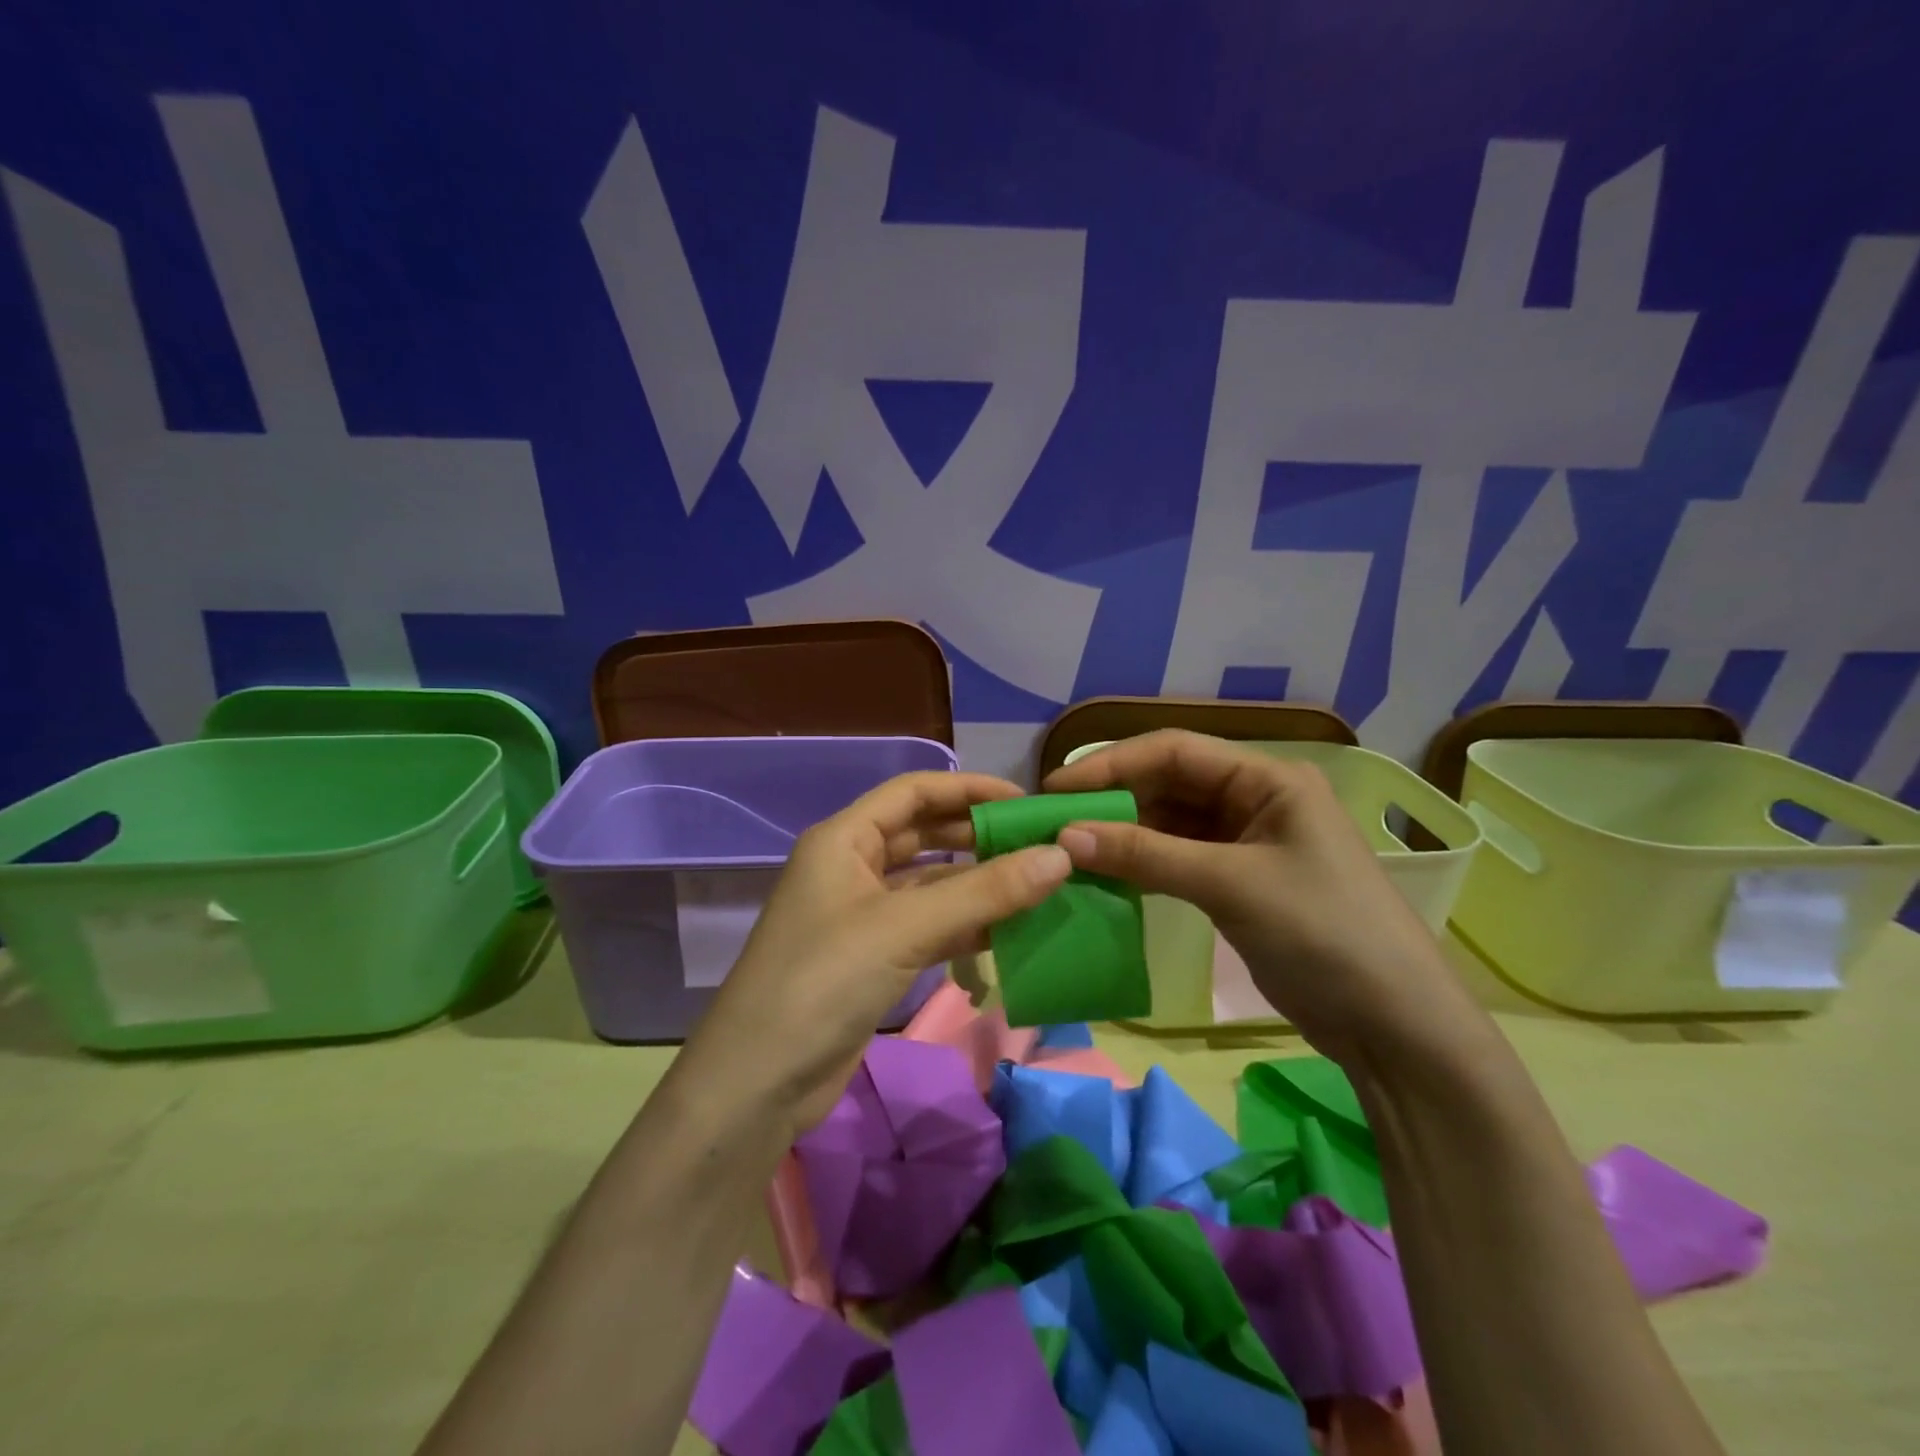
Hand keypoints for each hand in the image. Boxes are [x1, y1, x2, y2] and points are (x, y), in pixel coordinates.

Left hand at [676, 771, 1072, 1137]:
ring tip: (1037, 885)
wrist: (759, 1083)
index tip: (1025, 803)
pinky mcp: (872, 958)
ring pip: (930, 884)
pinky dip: (965, 925)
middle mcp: (851, 867)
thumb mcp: (904, 928)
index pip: (913, 792)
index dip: (968, 789)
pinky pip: (928, 926)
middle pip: (923, 834)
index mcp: (844, 839)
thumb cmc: (823, 981)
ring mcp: (861, 915)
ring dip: (977, 884)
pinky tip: (1009, 930)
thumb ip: (984, 892)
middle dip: (978, 835)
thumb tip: (1060, 856)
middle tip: (1040, 844)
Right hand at [1044, 731, 1490, 1066]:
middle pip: (1169, 783)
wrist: (1394, 1026)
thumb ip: (1146, 856)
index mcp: (1268, 778)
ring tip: (1069, 847)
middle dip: (1113, 799)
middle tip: (1053, 821)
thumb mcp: (1230, 885)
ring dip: (1124, 832)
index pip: (1174, 752)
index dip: (1111, 765)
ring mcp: (1248, 841)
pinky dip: (1143, 862)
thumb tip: (1064, 836)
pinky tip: (1106, 872)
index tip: (1055, 789)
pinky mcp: (1239, 880)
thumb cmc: (1323, 934)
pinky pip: (1178, 856)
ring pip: (1170, 821)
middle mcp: (1256, 798)